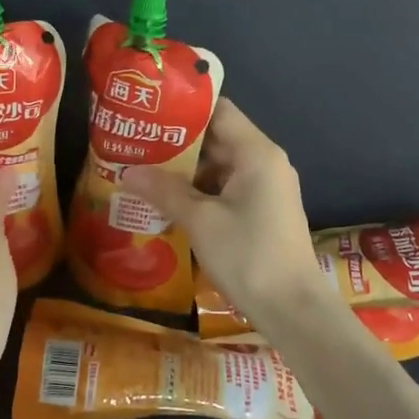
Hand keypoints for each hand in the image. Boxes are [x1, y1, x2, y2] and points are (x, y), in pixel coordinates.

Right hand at [121, 98, 326, 324]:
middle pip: (218, 138)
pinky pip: (227, 189)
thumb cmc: (248, 255)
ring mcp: (266, 188)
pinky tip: (168, 201)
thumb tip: (126, 172)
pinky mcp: (263, 211)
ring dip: (186, 170)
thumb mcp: (200, 221)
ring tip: (144, 170)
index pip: (219, 111)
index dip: (184, 109)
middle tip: (137, 143)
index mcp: (257, 153)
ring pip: (220, 166)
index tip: (150, 112)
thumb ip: (164, 191)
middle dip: (177, 143)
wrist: (292, 309)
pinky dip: (200, 191)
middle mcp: (265, 162)